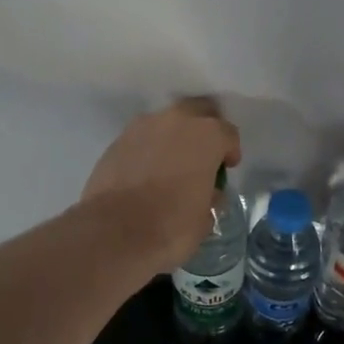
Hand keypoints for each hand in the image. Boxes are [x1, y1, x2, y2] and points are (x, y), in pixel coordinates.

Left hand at [81, 98, 240, 269]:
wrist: (113, 231)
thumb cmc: (170, 226)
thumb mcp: (204, 219)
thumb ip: (210, 197)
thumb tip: (207, 193)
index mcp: (206, 136)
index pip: (228, 133)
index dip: (230, 151)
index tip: (226, 168)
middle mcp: (176, 120)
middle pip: (198, 112)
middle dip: (203, 129)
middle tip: (202, 155)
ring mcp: (142, 126)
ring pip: (167, 122)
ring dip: (173, 137)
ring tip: (171, 164)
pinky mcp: (117, 140)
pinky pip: (142, 137)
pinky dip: (149, 148)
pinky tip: (147, 171)